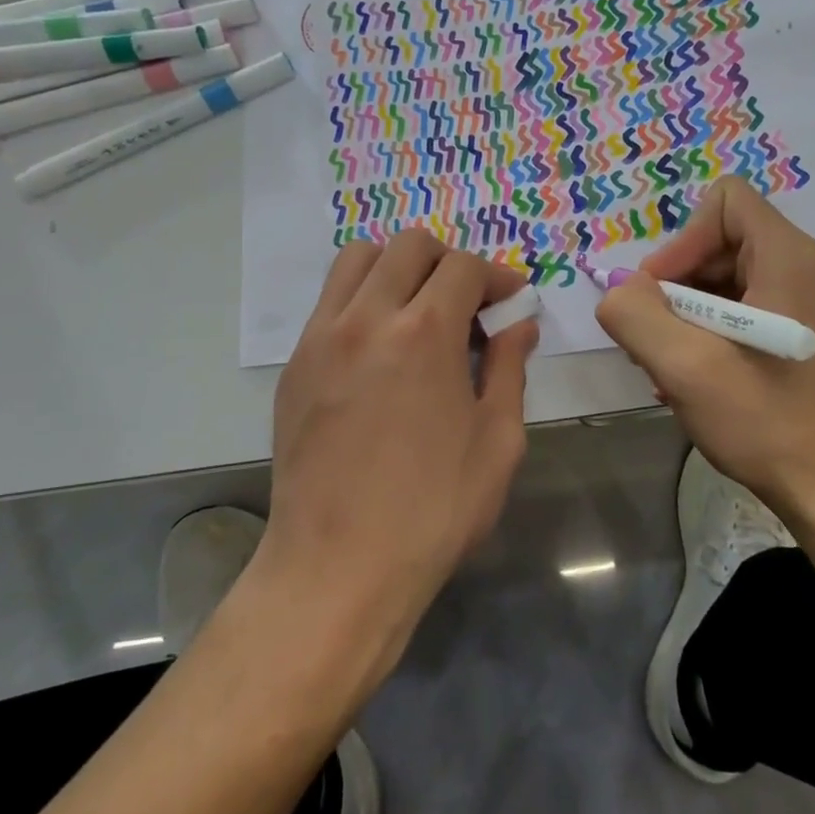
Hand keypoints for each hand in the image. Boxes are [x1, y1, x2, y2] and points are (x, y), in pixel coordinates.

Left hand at [263, 231, 538, 657]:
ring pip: (358, 259)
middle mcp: (368, 318)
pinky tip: (380, 347)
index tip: (511, 301)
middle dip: (449, 261)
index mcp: (425, 333)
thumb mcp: (497, 441)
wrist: (337, 567)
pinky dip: (362, 299)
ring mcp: (323, 338)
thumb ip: (509, 369)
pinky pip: (330, 301)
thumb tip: (518, 326)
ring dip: (397, 267)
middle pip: (409, 246)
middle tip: (468, 303)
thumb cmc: (433, 510)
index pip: (464, 266)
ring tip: (418, 309)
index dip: (497, 276)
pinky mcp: (295, 364)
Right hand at [594, 177, 814, 514]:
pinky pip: (745, 303)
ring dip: (688, 311)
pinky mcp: (805, 327)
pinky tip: (695, 374)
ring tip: (671, 363)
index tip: (662, 295)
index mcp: (790, 257)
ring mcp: (810, 297)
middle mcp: (807, 265)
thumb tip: (618, 289)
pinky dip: (711, 328)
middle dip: (679, 282)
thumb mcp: (685, 368)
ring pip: (728, 274)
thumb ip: (636, 315)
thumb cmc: (766, 424)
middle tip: (657, 336)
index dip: (682, 240)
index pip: (724, 201)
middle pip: (722, 238)